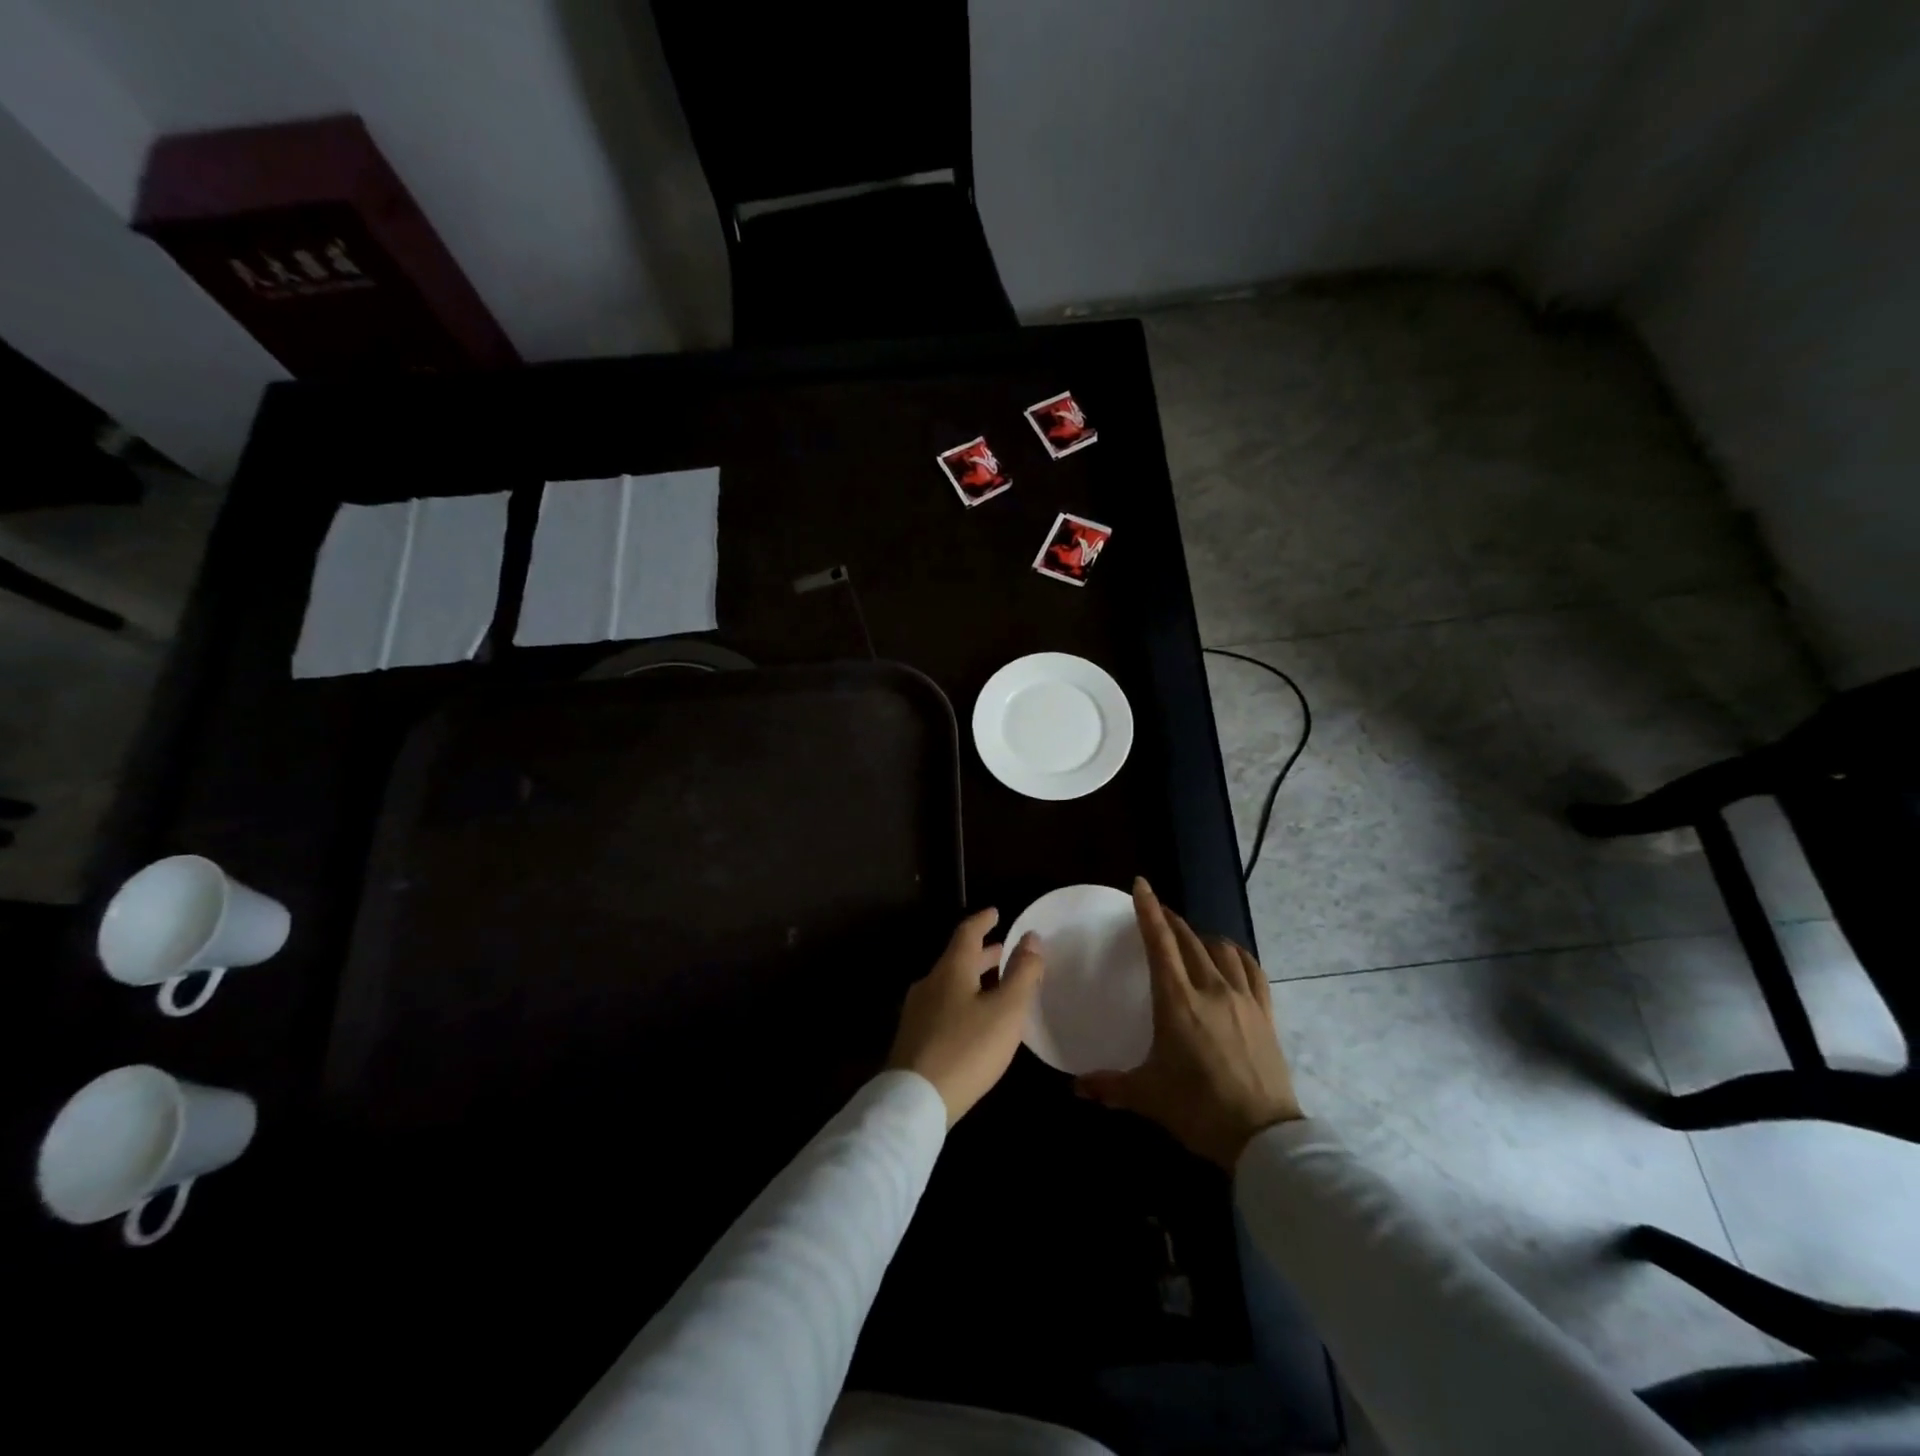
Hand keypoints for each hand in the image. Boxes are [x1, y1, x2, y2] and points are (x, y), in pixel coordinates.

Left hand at [888, 909, 1044, 1124]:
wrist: (914, 1101)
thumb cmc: (966, 1049)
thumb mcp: (1006, 1011)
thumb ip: (1022, 973)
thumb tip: (1031, 937)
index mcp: (951, 970)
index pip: (967, 933)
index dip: (983, 920)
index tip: (996, 912)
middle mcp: (930, 983)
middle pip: (957, 959)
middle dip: (982, 953)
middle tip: (1003, 951)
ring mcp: (917, 1012)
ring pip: (949, 984)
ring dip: (973, 978)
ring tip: (994, 986)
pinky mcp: (913, 1038)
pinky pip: (943, 1006)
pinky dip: (963, 1000)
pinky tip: (974, 1021)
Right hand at [1075, 878, 1301, 1167]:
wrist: (1263, 1138)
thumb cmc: (1198, 1110)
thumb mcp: (1148, 1096)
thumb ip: (1110, 1086)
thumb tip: (1076, 1088)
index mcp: (1177, 1002)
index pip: (1160, 943)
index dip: (1149, 911)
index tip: (1141, 885)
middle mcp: (1210, 989)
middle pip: (1189, 940)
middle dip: (1171, 920)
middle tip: (1157, 913)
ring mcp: (1242, 999)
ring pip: (1222, 949)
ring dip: (1202, 937)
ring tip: (1192, 938)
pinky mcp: (1265, 1012)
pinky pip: (1252, 969)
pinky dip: (1237, 955)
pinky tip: (1230, 957)